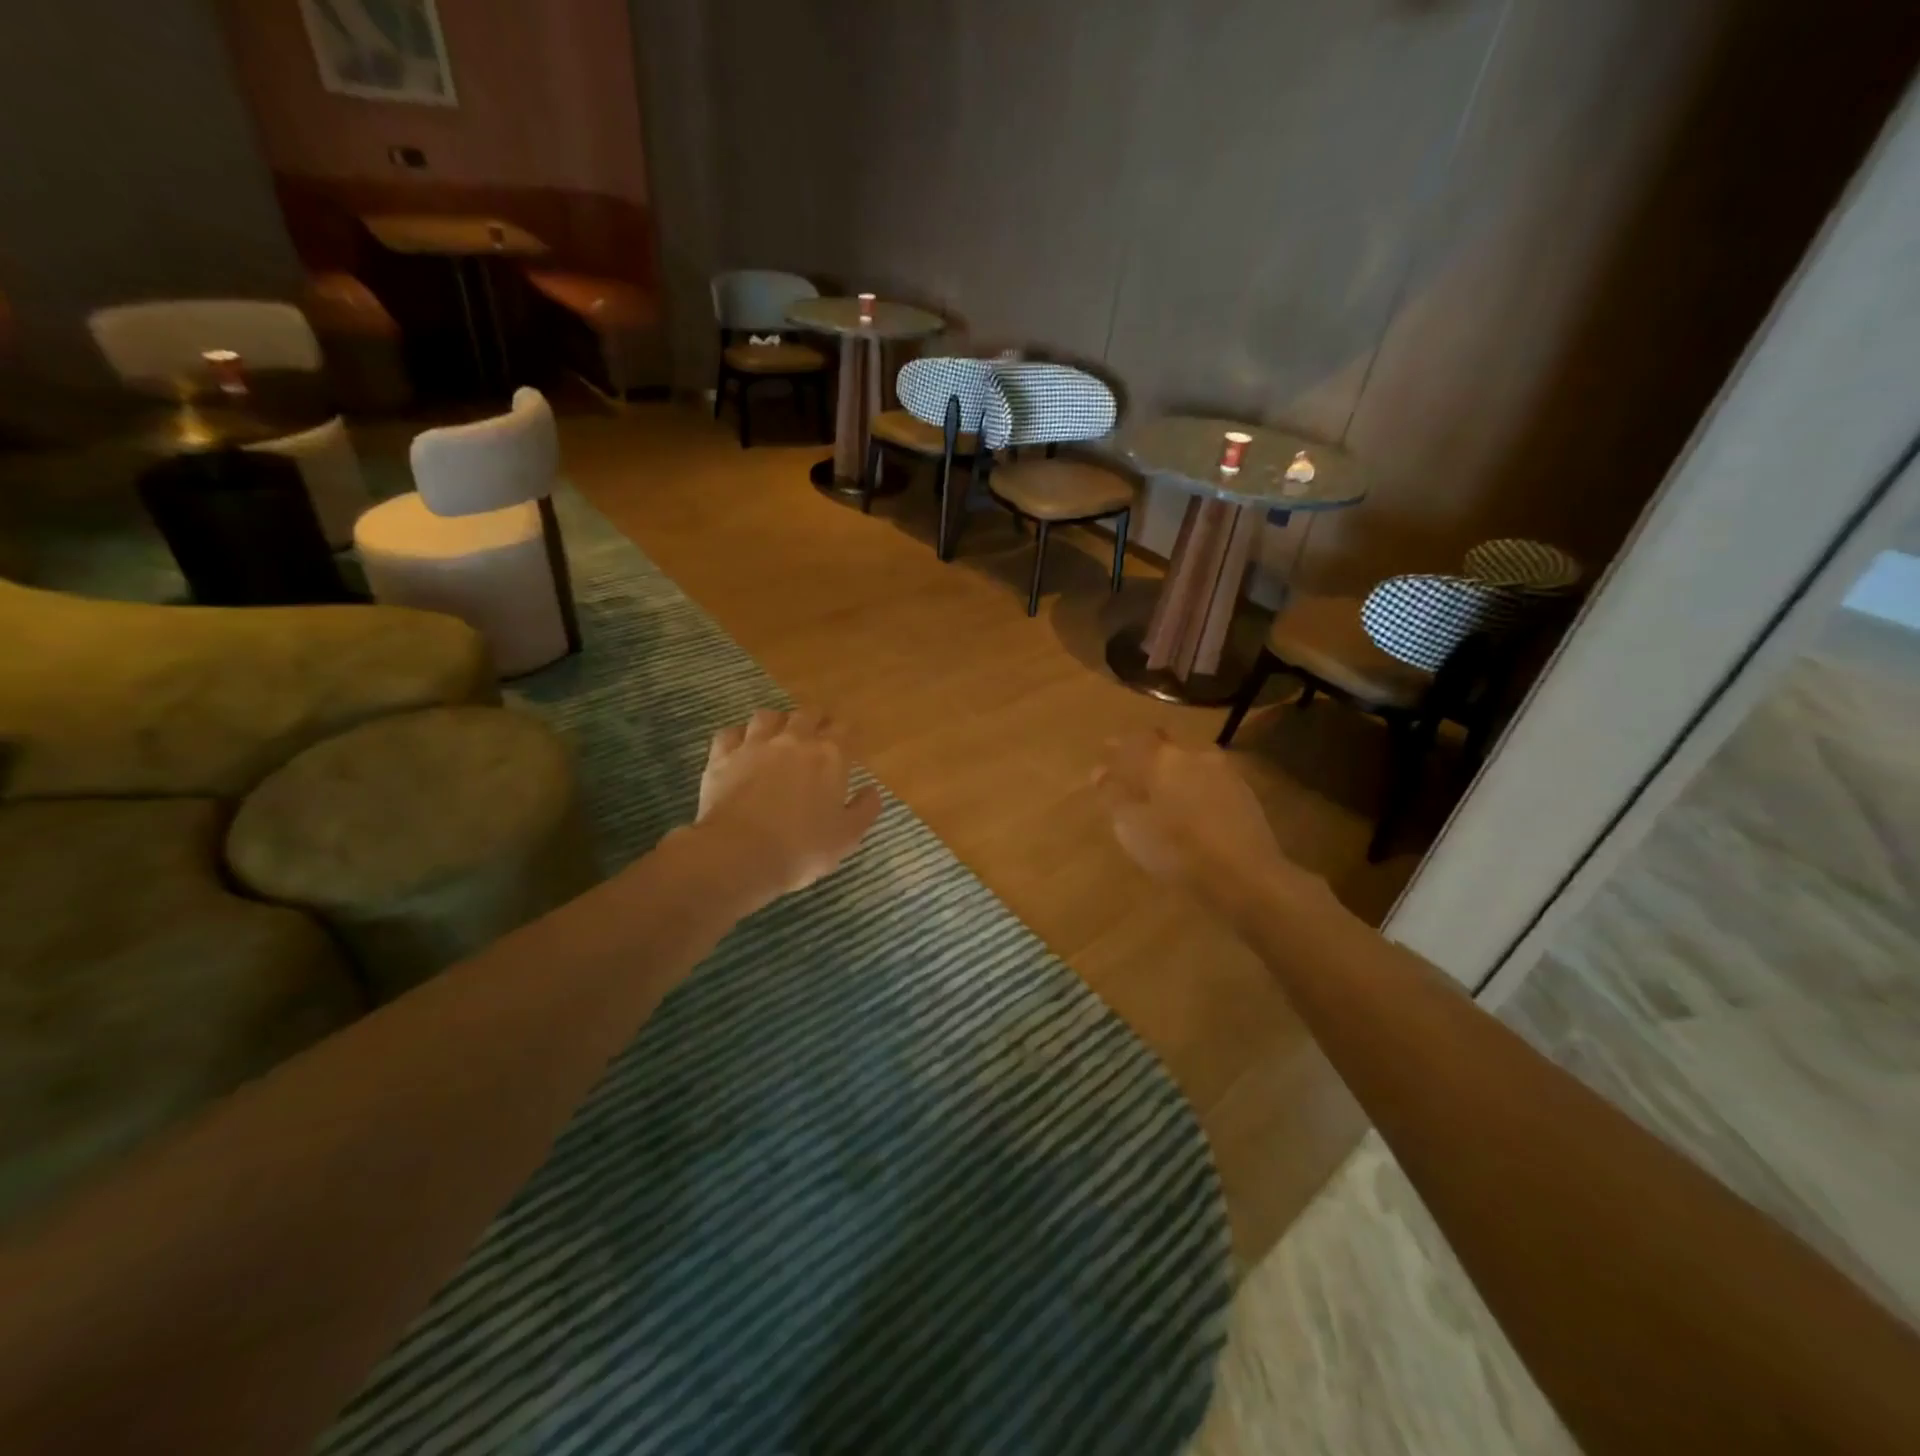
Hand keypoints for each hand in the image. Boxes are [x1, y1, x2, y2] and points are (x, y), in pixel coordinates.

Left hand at [685, 708, 882, 909]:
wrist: (739, 854)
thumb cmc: (801, 848)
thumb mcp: (847, 837)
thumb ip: (865, 809)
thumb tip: (872, 790)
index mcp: (829, 755)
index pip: (844, 729)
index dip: (848, 733)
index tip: (849, 743)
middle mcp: (793, 740)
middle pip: (808, 714)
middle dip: (816, 721)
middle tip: (818, 735)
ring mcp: (754, 744)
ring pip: (768, 716)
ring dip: (777, 722)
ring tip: (779, 736)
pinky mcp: (722, 756)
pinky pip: (731, 733)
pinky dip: (738, 736)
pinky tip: (741, 747)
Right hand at [1094, 730, 1318, 910]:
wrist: (1246, 876)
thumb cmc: (1178, 850)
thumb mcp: (1131, 827)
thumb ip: (1114, 795)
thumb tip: (1101, 773)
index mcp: (1161, 759)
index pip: (1132, 740)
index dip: (1116, 747)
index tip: (1104, 754)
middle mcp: (1193, 754)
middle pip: (1164, 743)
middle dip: (1146, 751)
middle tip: (1133, 769)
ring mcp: (1222, 770)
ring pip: (1189, 758)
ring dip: (1173, 767)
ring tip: (1163, 788)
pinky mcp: (1242, 791)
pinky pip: (1208, 777)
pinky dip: (1194, 783)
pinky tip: (1191, 802)